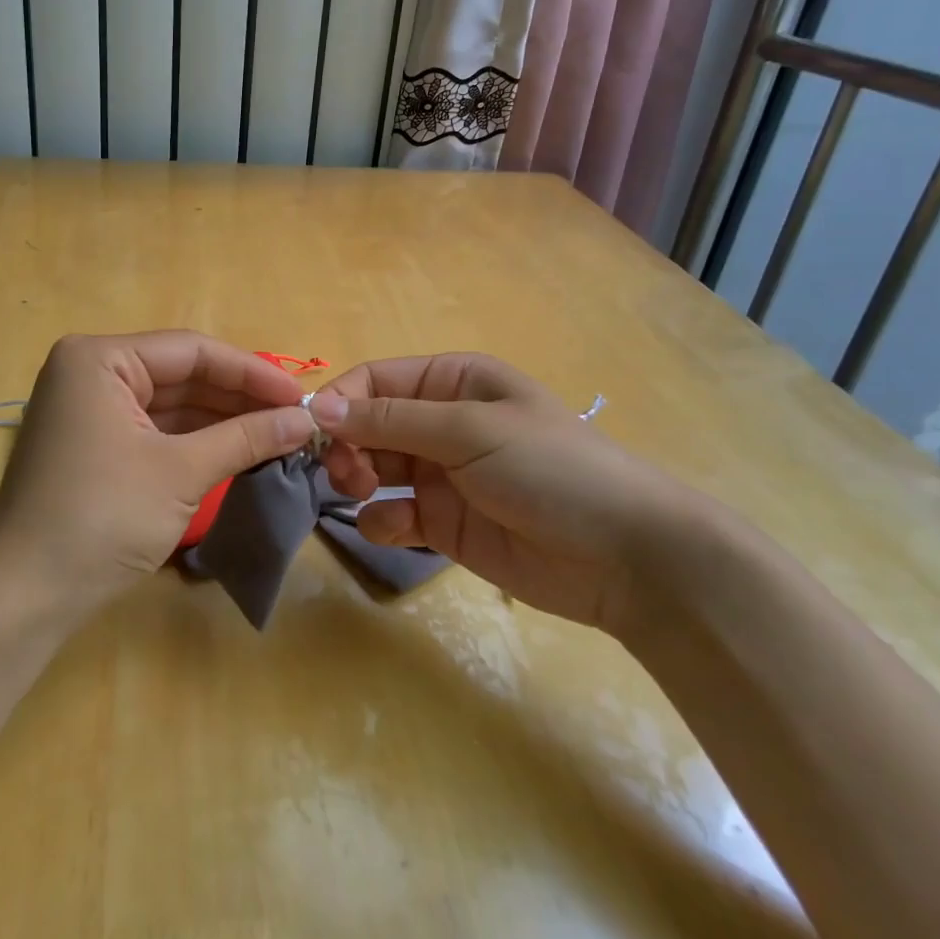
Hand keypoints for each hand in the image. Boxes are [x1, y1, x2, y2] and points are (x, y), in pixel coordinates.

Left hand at [0, 332, 317, 619]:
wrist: (26, 595)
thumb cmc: (102, 517)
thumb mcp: (181, 472)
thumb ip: (246, 437)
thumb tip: (305, 420)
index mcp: (99, 358)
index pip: (190, 350)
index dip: (251, 371)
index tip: (301, 395)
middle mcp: (91, 372)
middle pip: (181, 374)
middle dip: (239, 398)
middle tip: (297, 418)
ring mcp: (91, 410)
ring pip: (171, 404)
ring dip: (222, 421)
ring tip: (280, 435)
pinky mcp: (95, 445)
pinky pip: (156, 430)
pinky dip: (196, 441)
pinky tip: (240, 450)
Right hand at [310, 353, 715, 634]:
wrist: (626, 557)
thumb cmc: (550, 468)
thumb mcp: (469, 430)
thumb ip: (390, 420)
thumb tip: (318, 408)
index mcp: (452, 382)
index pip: (375, 380)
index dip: (341, 402)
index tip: (313, 433)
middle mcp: (441, 422)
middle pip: (367, 425)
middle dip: (347, 445)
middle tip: (346, 473)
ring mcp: (441, 474)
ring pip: (373, 468)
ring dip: (358, 479)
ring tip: (365, 495)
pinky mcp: (443, 522)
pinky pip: (393, 514)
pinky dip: (383, 521)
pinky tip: (398, 531)